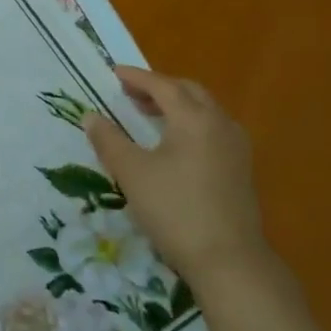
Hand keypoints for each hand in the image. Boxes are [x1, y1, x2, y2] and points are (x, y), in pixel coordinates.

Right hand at [83, 68, 276, 291]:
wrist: (227, 258)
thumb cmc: (173, 209)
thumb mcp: (131, 172)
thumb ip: (108, 140)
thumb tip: (91, 116)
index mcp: (195, 119)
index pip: (163, 86)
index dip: (137, 77)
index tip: (114, 72)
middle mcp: (220, 125)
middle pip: (189, 92)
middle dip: (159, 87)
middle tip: (129, 92)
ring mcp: (235, 147)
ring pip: (205, 111)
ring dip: (176, 105)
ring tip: (147, 114)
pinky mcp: (239, 168)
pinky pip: (212, 130)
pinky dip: (189, 123)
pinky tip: (173, 142)